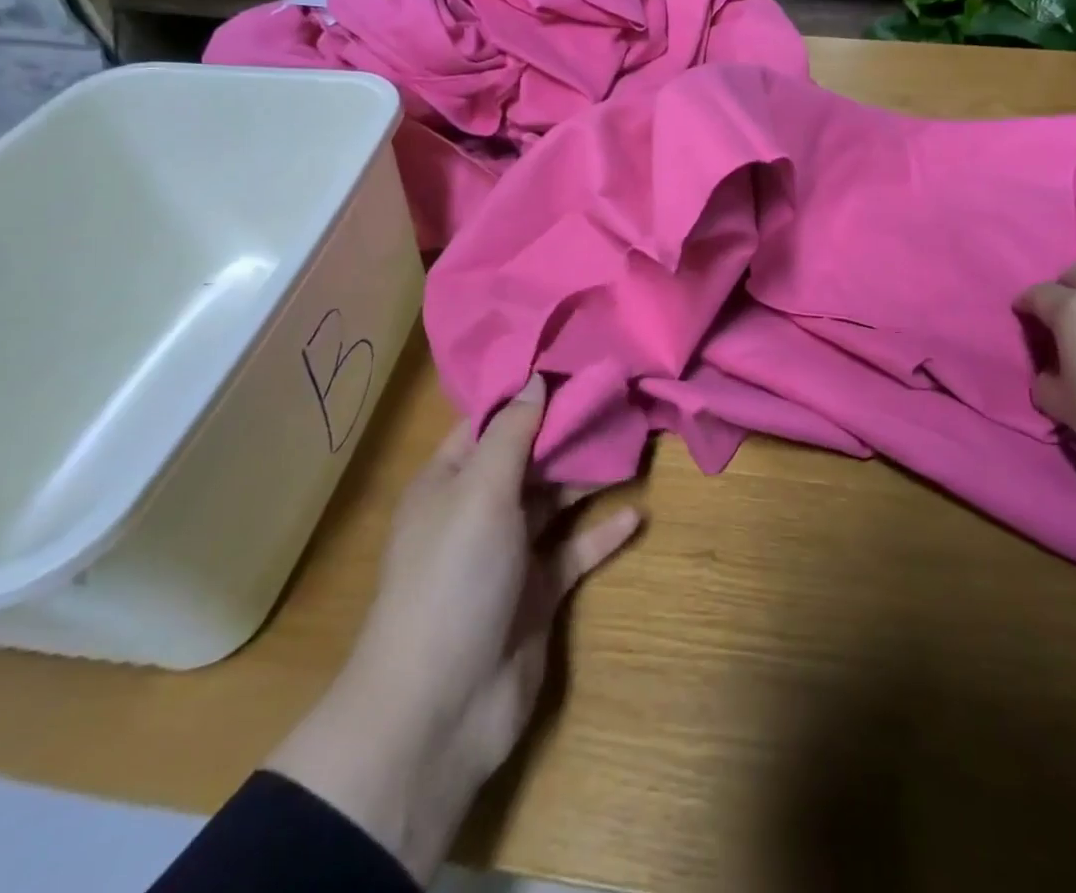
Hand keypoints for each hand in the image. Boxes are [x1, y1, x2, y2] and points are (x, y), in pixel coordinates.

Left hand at [268, 375, 641, 883]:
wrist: (438, 709)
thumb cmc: (453, 578)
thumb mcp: (479, 492)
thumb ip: (513, 434)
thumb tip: (535, 380)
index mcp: (449, 482)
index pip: (490, 423)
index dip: (528, 396)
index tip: (574, 366)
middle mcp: (477, 511)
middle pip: (528, 459)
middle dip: (566, 432)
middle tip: (617, 398)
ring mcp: (508, 555)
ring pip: (554, 501)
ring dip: (587, 477)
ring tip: (633, 444)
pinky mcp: (537, 593)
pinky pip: (574, 551)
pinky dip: (603, 532)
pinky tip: (637, 514)